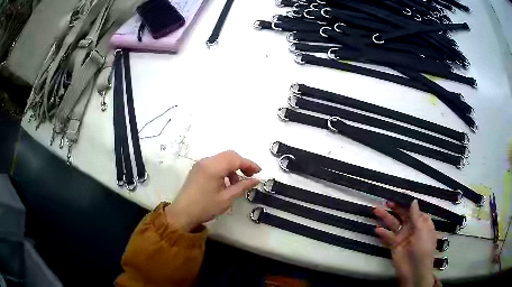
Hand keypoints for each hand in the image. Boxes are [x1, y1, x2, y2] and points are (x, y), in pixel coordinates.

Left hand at [165, 150, 260, 231]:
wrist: (182, 213)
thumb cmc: (205, 207)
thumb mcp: (226, 198)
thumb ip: (242, 186)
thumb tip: (256, 180)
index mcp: (213, 167)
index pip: (235, 159)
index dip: (249, 164)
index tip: (259, 172)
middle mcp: (206, 161)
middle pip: (229, 155)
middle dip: (242, 164)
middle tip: (250, 176)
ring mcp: (200, 164)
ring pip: (222, 159)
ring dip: (232, 167)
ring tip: (237, 183)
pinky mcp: (197, 169)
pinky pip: (214, 164)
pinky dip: (224, 169)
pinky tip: (226, 182)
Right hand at [374, 200, 436, 286]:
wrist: (414, 271)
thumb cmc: (423, 248)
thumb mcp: (422, 230)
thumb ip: (416, 216)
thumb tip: (413, 200)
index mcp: (422, 223)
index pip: (414, 209)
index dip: (407, 202)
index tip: (398, 194)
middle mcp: (412, 227)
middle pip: (402, 215)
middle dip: (395, 208)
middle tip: (386, 201)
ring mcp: (402, 236)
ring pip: (393, 224)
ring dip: (385, 217)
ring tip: (376, 211)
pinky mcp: (394, 245)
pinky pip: (387, 236)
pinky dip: (382, 233)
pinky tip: (377, 229)